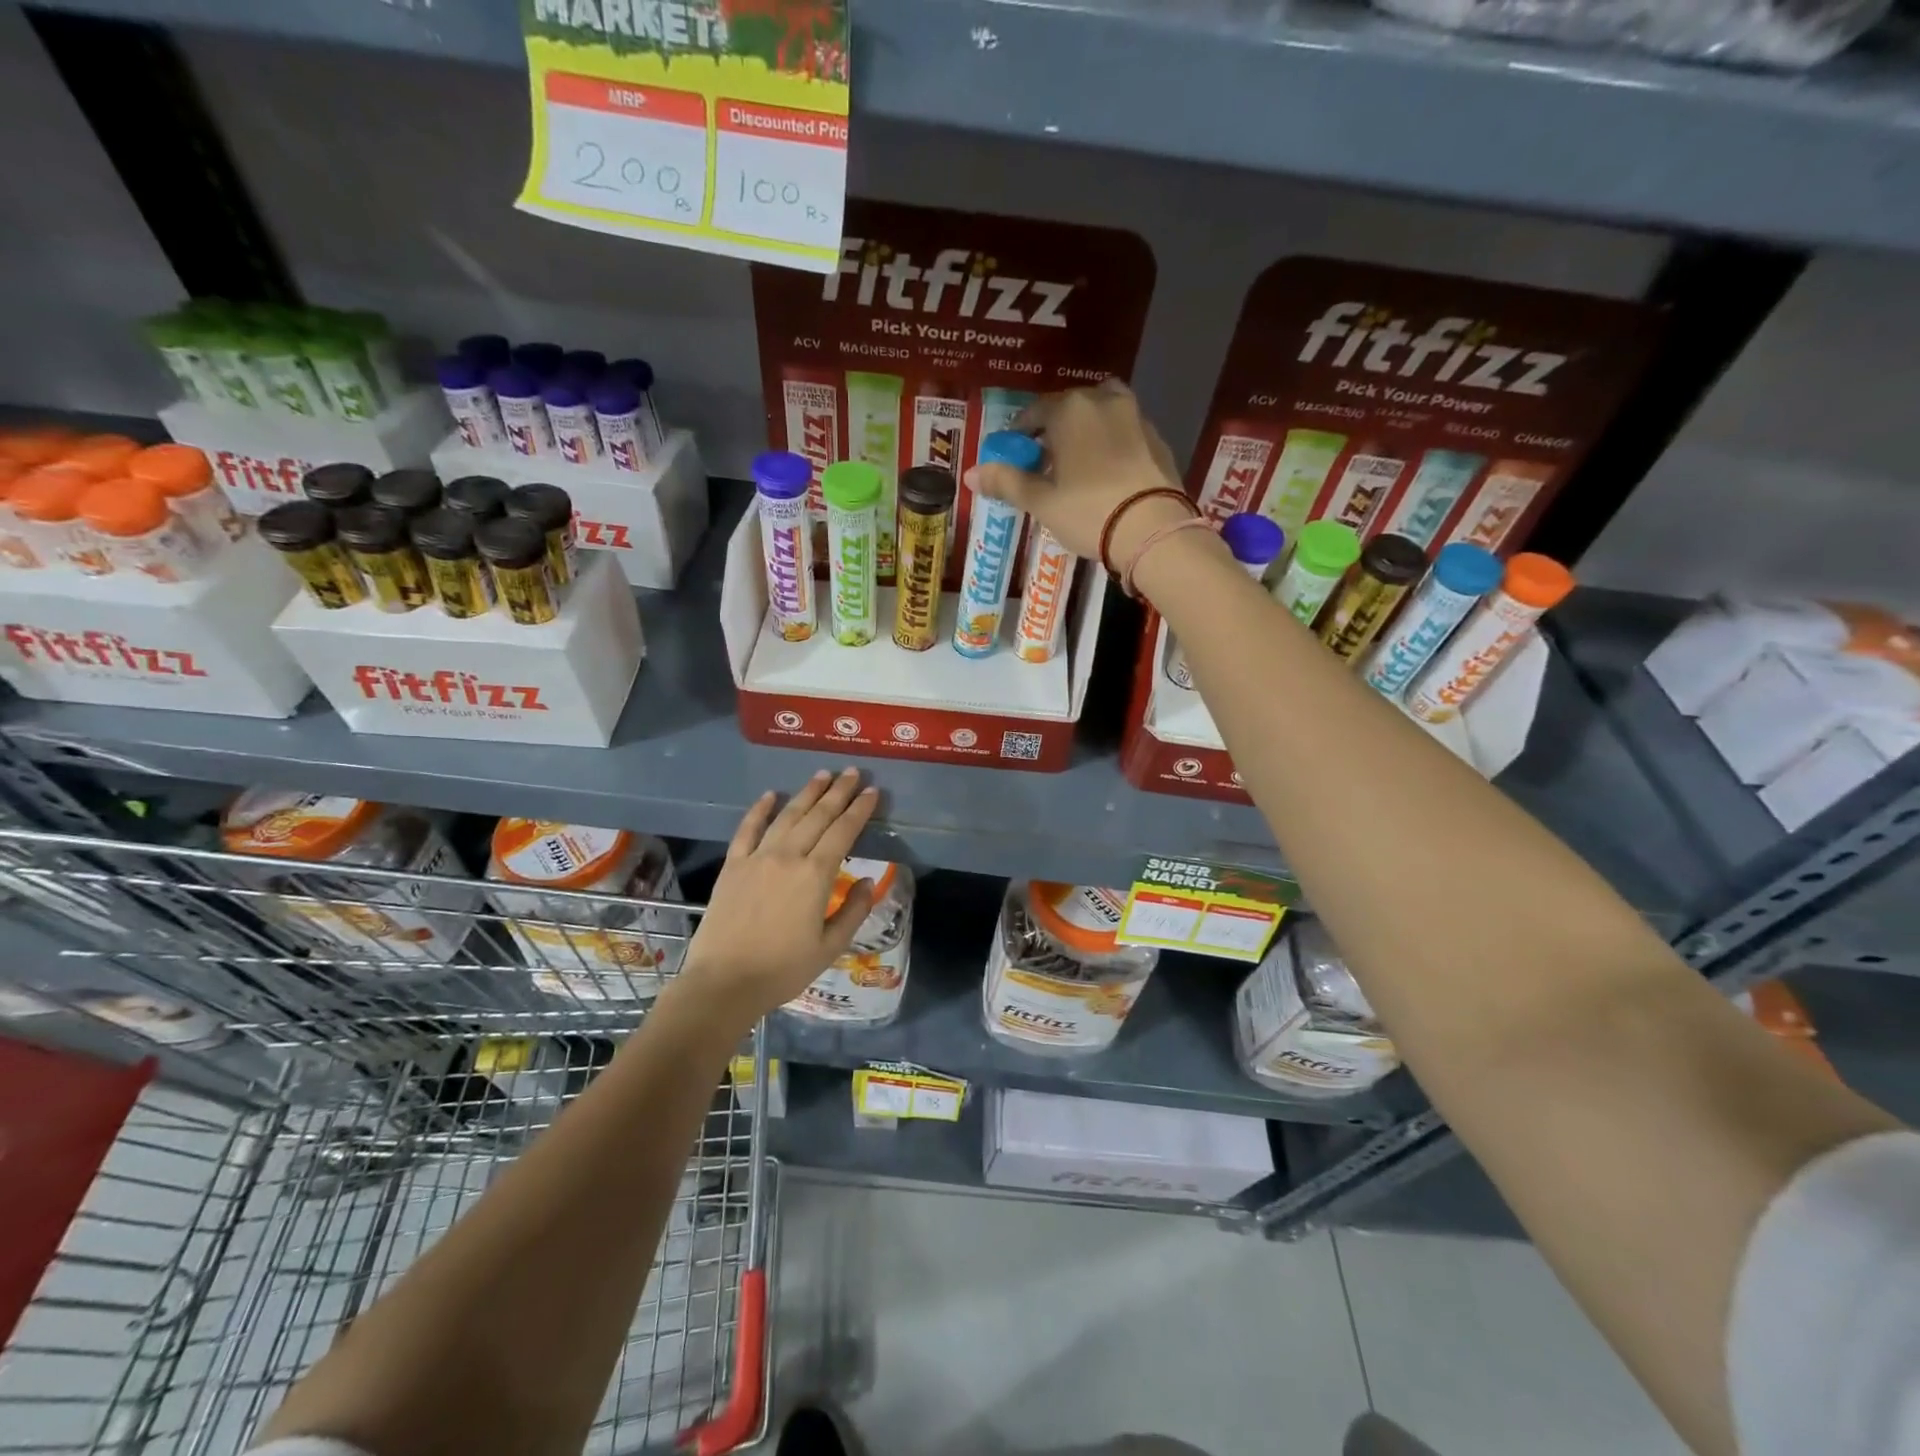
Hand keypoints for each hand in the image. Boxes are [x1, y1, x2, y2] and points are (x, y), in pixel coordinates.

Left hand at [677, 769, 878, 1018]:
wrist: (723, 983)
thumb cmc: (782, 970)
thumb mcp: (830, 947)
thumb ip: (853, 911)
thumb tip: (868, 881)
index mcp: (816, 876)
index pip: (843, 832)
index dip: (859, 810)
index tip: (871, 791)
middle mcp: (788, 856)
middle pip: (818, 816)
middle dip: (837, 792)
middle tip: (851, 772)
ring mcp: (757, 858)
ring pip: (787, 816)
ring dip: (806, 793)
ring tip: (822, 775)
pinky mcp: (733, 865)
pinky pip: (747, 829)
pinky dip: (760, 809)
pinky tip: (770, 795)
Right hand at [965, 379, 1189, 563]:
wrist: (1152, 529)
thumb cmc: (1088, 511)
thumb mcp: (1041, 501)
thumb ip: (1006, 482)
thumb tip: (971, 473)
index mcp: (1069, 409)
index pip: (1034, 412)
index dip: (1019, 434)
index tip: (1013, 456)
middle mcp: (1103, 400)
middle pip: (1068, 409)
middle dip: (1053, 432)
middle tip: (1044, 464)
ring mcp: (1136, 416)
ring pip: (1100, 416)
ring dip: (1084, 433)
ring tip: (1077, 466)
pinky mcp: (1157, 438)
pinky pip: (1124, 433)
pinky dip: (1110, 445)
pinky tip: (1106, 474)